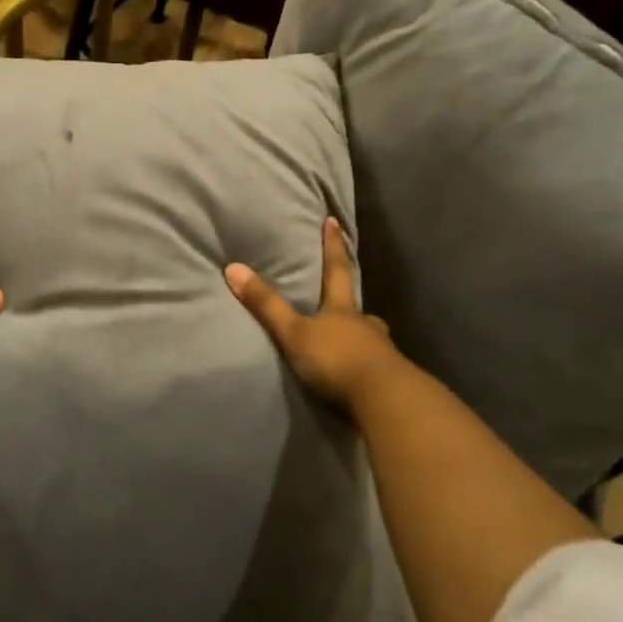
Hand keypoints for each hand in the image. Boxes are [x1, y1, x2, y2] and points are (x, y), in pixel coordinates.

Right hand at [225, 218, 398, 412]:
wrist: (384, 399)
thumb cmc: (336, 359)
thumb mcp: (294, 333)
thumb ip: (266, 305)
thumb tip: (233, 267)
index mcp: (342, 310)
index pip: (336, 270)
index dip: (333, 246)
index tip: (334, 222)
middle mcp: (365, 325)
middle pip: (356, 309)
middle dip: (349, 305)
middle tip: (345, 304)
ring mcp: (381, 352)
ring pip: (369, 338)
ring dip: (359, 338)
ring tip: (349, 343)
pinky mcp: (389, 380)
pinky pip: (375, 366)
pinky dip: (365, 365)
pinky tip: (358, 375)